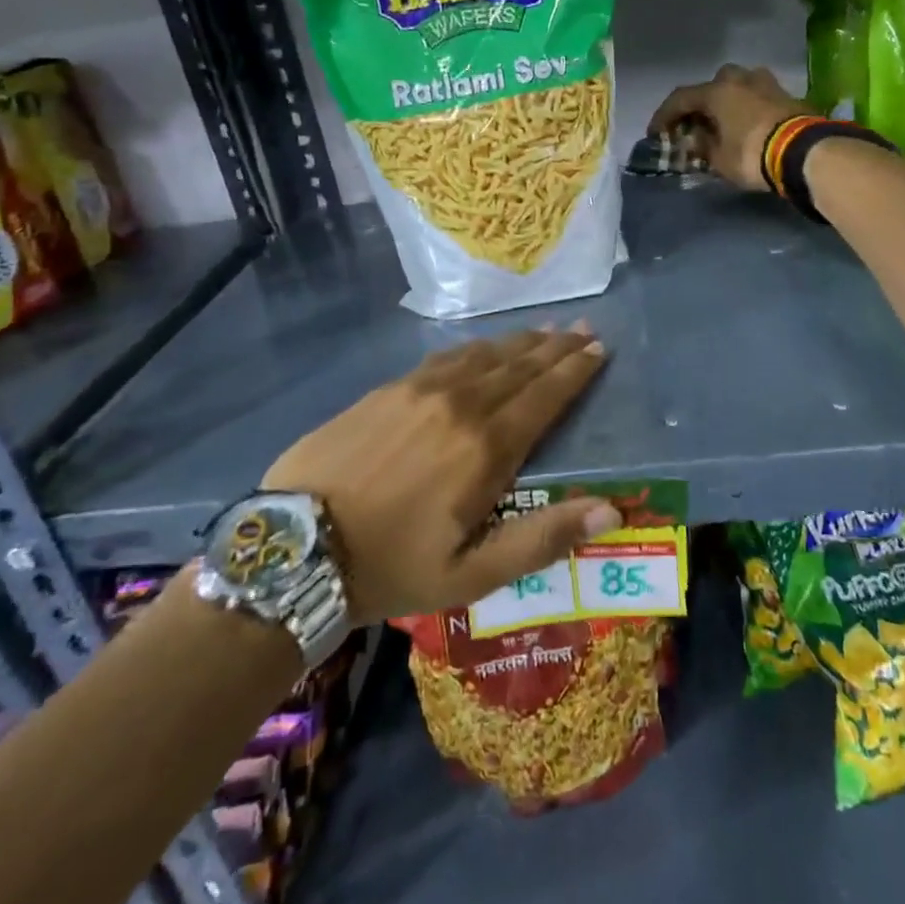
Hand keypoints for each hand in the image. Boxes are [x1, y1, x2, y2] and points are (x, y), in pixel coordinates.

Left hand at [260, 325, 617, 622]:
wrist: (294, 549)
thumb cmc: (390, 568)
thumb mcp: (471, 576)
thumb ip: (542, 539)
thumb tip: (610, 509)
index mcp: (486, 449)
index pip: (545, 396)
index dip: (575, 370)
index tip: (599, 348)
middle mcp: (460, 405)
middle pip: (520, 366)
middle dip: (557, 346)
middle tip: (584, 328)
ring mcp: (420, 390)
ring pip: (485, 354)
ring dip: (521, 341)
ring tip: (547, 330)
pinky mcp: (388, 389)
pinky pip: (447, 356)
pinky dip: (478, 347)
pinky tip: (486, 346)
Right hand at [649, 64, 807, 190]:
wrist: (804, 152)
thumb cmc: (752, 155)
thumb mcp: (719, 159)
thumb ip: (703, 146)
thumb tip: (695, 139)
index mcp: (717, 91)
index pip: (681, 98)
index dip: (664, 116)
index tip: (656, 133)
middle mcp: (740, 79)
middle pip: (713, 85)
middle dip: (702, 104)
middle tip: (697, 124)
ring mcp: (768, 83)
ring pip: (739, 86)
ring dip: (729, 102)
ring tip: (725, 123)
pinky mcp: (788, 95)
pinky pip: (759, 98)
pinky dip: (749, 109)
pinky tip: (749, 125)